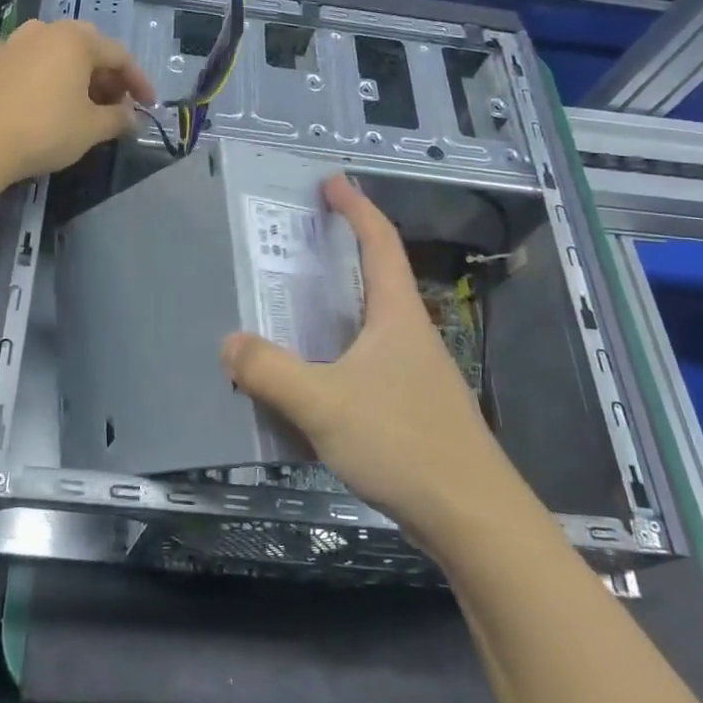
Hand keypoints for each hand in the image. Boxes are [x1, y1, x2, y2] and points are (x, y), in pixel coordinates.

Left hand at [0, 19, 157, 181]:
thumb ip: (119, 119)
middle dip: (104, 77)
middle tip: (115, 106)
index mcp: (76, 39)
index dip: (138, 83)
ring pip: (51, 51)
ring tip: (78, 101)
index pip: (119, 56)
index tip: (148, 106)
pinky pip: (16, 58)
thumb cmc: (47, 130)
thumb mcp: (92, 128)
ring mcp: (12, 41)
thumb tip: (133, 119)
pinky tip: (29, 84)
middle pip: (86, 49)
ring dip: (70, 73)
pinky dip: (30, 69)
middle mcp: (45, 30)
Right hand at [221, 175, 515, 544]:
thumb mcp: (324, 403)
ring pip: (371, 326)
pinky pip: (368, 364)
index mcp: (397, 315)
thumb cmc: (403, 443)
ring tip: (293, 311)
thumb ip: (270, 372)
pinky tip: (314, 381)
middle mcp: (411, 335)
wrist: (473, 520)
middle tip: (296, 247)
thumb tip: (229, 343)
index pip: (379, 242)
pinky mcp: (414, 409)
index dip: (356, 207)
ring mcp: (417, 374)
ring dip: (336, 309)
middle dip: (340, 255)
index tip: (331, 183)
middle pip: (376, 279)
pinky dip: (338, 354)